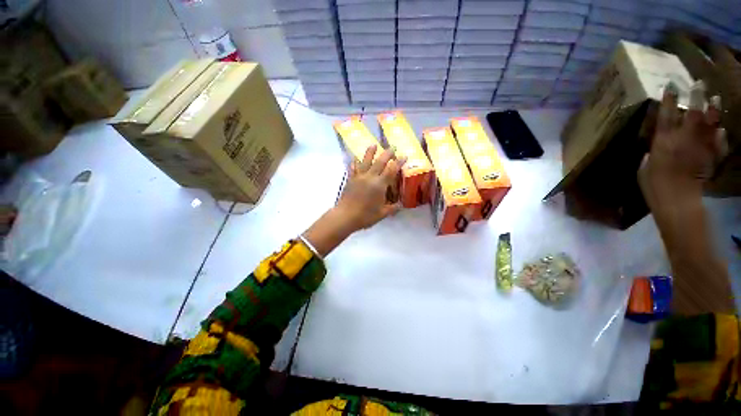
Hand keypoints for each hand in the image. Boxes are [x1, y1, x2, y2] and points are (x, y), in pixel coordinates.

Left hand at [302, 145, 405, 257]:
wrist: (345, 216)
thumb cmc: (365, 216)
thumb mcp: (382, 214)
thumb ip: (392, 208)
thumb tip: (401, 205)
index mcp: (379, 185)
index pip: (392, 170)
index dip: (399, 162)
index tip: (404, 156)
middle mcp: (370, 177)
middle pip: (380, 161)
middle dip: (387, 153)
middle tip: (393, 147)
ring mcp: (359, 177)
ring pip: (365, 161)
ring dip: (370, 152)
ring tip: (373, 145)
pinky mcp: (350, 179)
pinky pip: (353, 168)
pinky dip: (355, 162)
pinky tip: (355, 159)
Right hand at [638, 81, 726, 210]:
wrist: (677, 201)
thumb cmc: (654, 186)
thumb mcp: (644, 169)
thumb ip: (650, 155)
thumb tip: (653, 149)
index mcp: (663, 142)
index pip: (665, 116)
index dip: (668, 100)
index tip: (671, 86)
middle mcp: (683, 139)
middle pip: (692, 113)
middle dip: (696, 97)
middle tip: (698, 84)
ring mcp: (700, 146)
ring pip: (710, 123)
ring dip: (713, 111)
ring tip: (716, 99)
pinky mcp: (711, 157)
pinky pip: (719, 143)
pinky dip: (721, 136)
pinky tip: (721, 130)